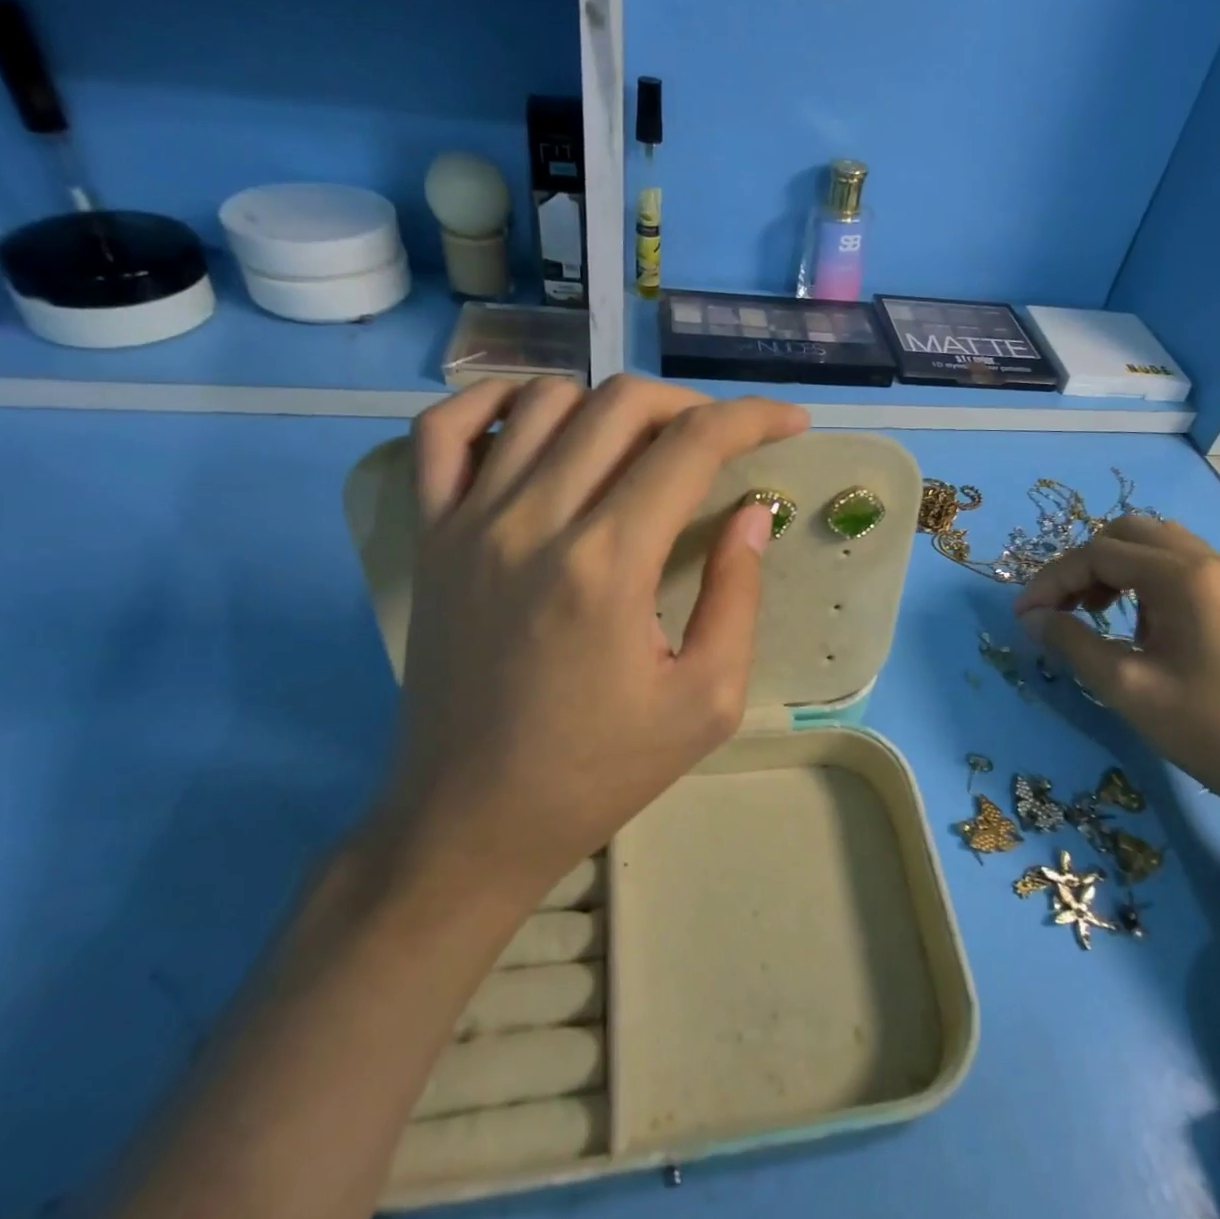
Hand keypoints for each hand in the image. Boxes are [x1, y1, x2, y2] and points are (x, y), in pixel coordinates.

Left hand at [377, 376, 808, 904]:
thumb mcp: (704, 703)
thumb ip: (737, 597)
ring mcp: (468, 520)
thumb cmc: (598, 771)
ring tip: (642, 442)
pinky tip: (536, 419)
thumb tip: (750, 516)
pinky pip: (443, 429)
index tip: (790, 422)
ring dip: (609, 403)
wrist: (471, 818)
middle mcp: (534, 520)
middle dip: (691, 405)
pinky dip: (493, 400)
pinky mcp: (429, 534)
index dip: (753, 418)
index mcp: (608, 564)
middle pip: (622, 404)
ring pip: (543, 400)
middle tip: (721, 439)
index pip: (692, 445)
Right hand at [1013, 516, 1219, 835]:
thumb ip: (1072, 644)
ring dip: (1115, 569)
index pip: (1098, 553)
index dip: (1052, 579)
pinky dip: (1146, 582)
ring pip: (1157, 547)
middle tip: (1061, 609)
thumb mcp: (1128, 690)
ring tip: (1096, 616)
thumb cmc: (1213, 732)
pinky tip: (1142, 628)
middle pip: (1128, 533)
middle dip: (1083, 564)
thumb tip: (1032, 618)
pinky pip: (1182, 568)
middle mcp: (1212, 562)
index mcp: (1185, 577)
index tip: (1024, 616)